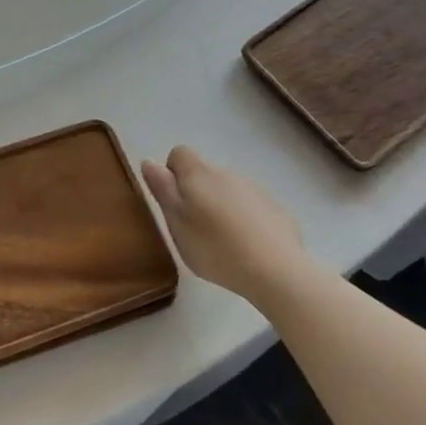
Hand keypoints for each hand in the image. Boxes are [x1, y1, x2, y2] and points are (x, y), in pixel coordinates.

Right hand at [141, 146, 308, 307]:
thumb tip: (150, 161)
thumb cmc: (214, 247)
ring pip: (228, 190)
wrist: (275, 269)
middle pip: (204, 173)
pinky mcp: (275, 208)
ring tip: (222, 241)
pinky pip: (251, 206)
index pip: (179, 154)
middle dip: (197, 193)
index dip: (172, 173)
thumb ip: (162, 189)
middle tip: (194, 228)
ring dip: (221, 206)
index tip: (174, 202)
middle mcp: (226, 173)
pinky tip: (247, 247)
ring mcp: (254, 189)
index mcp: (198, 174)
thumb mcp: (176, 222)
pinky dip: (244, 219)